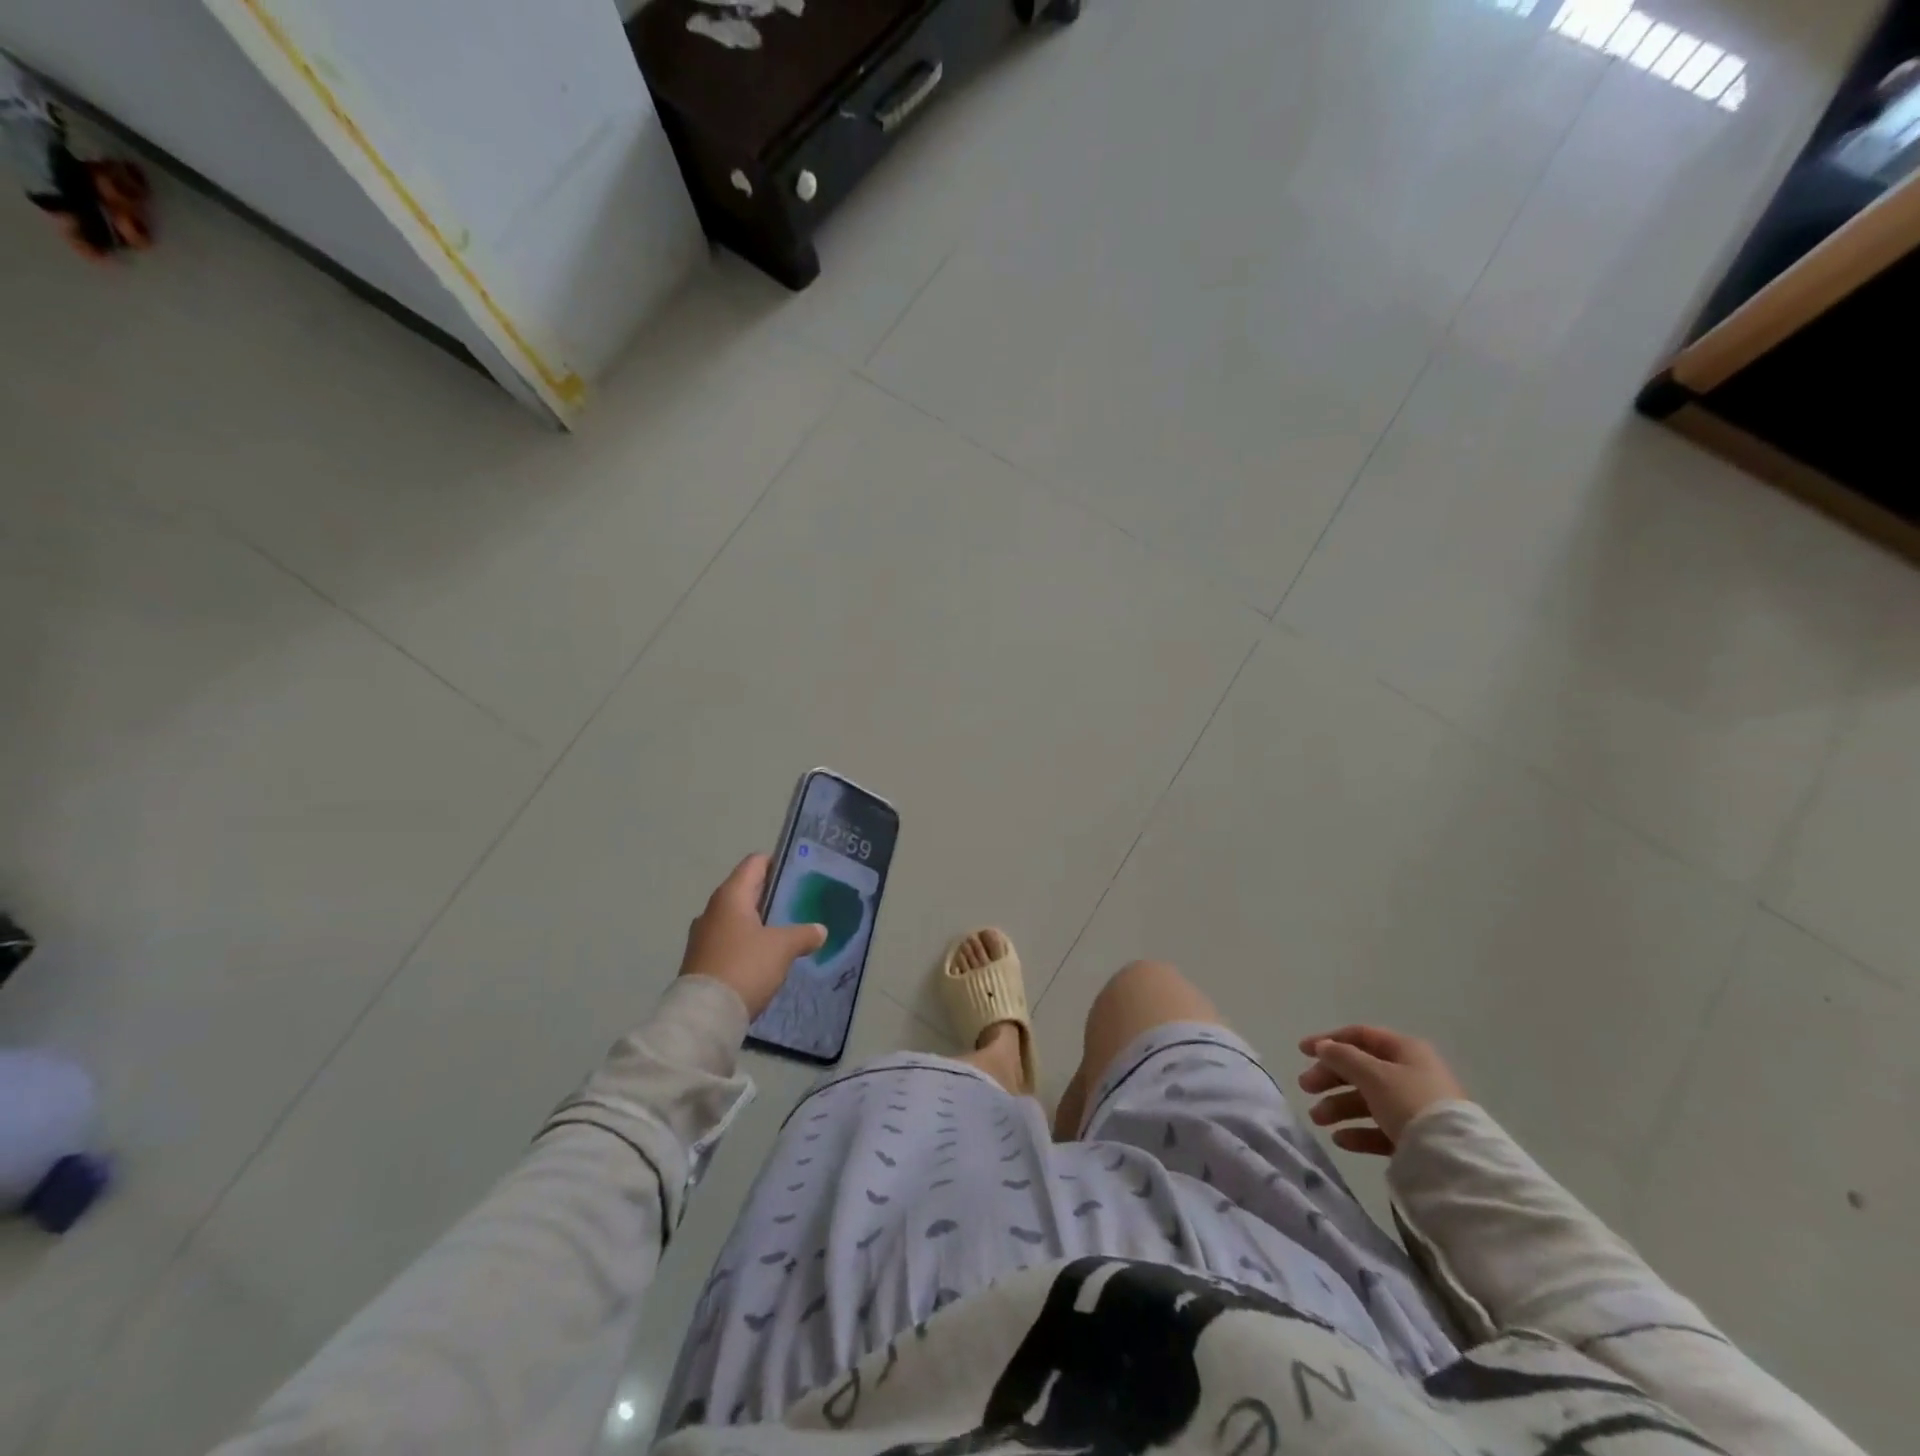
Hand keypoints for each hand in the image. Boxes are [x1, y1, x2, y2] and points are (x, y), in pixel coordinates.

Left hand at [678, 855, 825, 1017]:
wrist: (705, 1015)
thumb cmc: (745, 966)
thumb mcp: (782, 948)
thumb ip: (804, 934)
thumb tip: (820, 931)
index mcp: (730, 896)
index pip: (755, 863)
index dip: (776, 862)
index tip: (798, 872)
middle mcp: (713, 910)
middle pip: (746, 890)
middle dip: (771, 895)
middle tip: (798, 903)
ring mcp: (703, 936)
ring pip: (737, 918)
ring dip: (759, 921)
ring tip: (786, 931)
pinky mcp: (701, 960)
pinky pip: (730, 941)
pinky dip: (748, 942)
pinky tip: (766, 956)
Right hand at [1296, 1025, 1466, 1154]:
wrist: (1454, 1159)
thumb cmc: (1409, 1102)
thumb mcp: (1372, 1073)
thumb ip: (1342, 1057)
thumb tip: (1324, 1047)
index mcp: (1405, 1051)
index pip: (1360, 1036)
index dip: (1328, 1040)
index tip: (1301, 1051)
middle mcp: (1411, 1074)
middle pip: (1361, 1069)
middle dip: (1330, 1078)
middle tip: (1305, 1088)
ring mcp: (1415, 1107)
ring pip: (1368, 1100)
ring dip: (1339, 1106)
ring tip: (1317, 1119)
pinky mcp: (1418, 1138)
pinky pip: (1381, 1129)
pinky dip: (1359, 1131)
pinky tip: (1340, 1140)